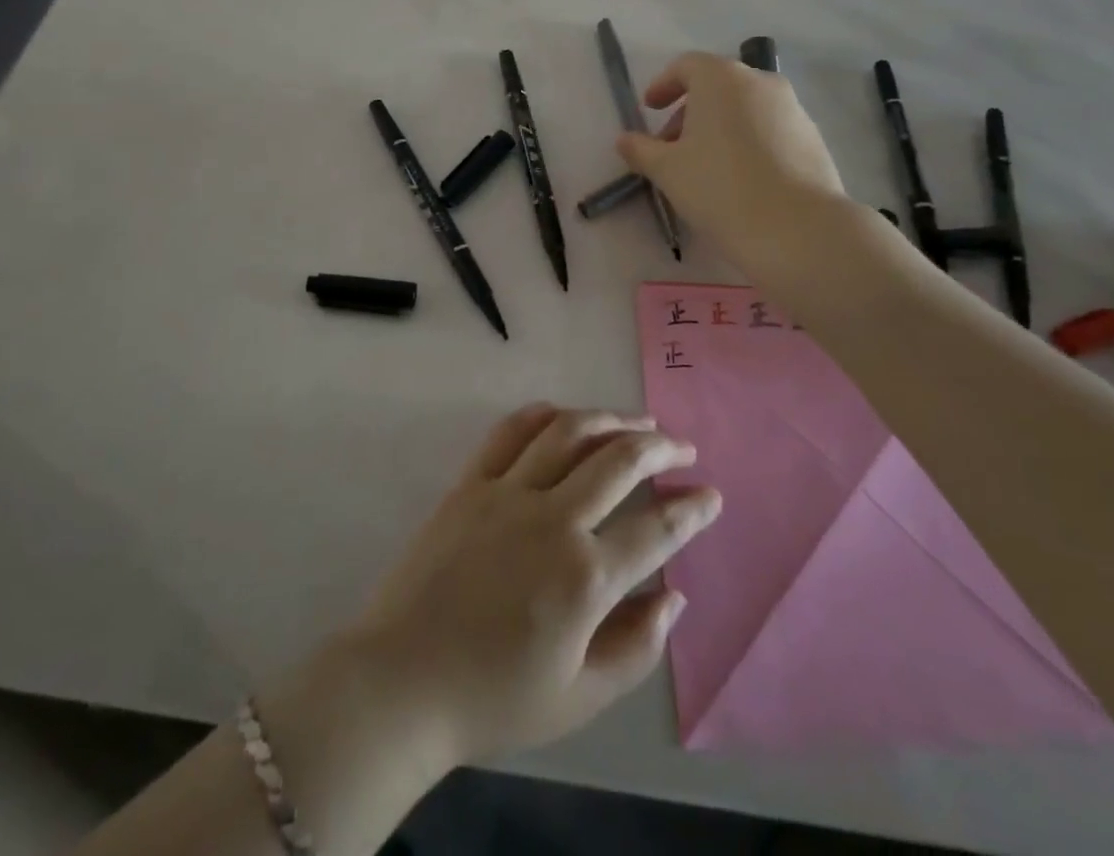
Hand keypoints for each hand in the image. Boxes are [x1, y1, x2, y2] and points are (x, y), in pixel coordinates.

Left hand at [345, 405, 720, 767]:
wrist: (401, 681)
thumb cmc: (493, 699)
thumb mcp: (579, 698)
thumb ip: (636, 647)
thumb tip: (674, 597)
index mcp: (585, 577)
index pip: (656, 530)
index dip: (692, 510)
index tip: (711, 494)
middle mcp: (552, 520)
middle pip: (618, 461)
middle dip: (660, 449)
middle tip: (682, 448)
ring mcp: (507, 493)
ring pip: (568, 433)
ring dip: (610, 419)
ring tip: (637, 420)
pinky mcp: (470, 483)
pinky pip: (510, 432)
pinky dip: (543, 415)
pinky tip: (564, 414)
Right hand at [615, 51, 847, 266]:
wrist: (795, 227)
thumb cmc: (718, 187)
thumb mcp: (667, 170)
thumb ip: (641, 150)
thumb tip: (625, 140)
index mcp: (721, 79)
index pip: (686, 66)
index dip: (663, 85)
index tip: (649, 109)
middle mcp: (760, 82)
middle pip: (717, 86)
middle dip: (689, 111)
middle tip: (671, 147)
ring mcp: (793, 109)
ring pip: (746, 108)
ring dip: (720, 127)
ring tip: (705, 167)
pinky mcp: (812, 138)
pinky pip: (770, 130)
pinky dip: (748, 142)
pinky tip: (740, 179)